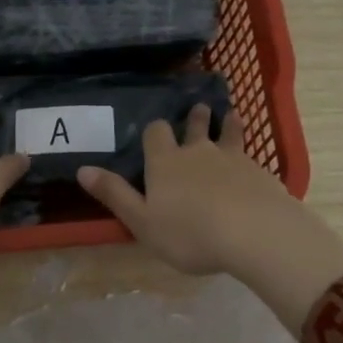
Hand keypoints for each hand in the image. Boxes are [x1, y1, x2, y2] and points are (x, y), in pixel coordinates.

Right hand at [77, 104, 342, 333]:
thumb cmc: (189, 233)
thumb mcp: (142, 221)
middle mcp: (198, 151)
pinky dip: (248, 153)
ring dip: (227, 123)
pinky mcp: (259, 171)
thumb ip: (115, 195)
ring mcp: (232, 158)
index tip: (156, 130)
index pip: (156, 132)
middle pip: (196, 125)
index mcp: (165, 162)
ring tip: (230, 115)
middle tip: (199, 109)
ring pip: (228, 132)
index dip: (155, 130)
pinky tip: (252, 162)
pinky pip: (251, 155)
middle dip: (195, 117)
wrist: (254, 233)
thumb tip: (82, 169)